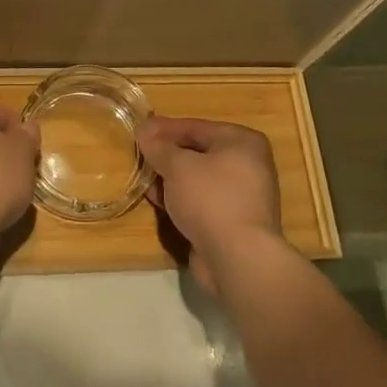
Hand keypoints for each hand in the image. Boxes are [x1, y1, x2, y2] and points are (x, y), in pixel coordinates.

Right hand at [137, 116, 282, 290]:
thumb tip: (143, 129)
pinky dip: (181, 199)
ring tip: (143, 178)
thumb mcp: (178, 166)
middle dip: (167, 155)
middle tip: (139, 155)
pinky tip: (159, 201)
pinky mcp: (233, 221)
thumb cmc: (211, 199)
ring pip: (198, 179)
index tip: (138, 131)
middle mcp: (247, 164)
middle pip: (198, 152)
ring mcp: (242, 195)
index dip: (164, 129)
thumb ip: (158, 146)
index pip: (195, 126)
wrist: (238, 259)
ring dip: (171, 179)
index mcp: (242, 141)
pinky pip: (202, 201)